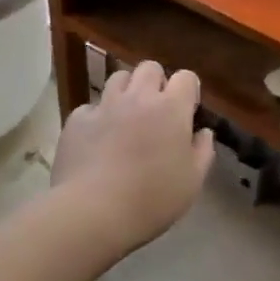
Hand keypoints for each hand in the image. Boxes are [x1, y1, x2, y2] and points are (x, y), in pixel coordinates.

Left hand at [53, 60, 214, 250]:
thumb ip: (203, 151)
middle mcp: (138, 97)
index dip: (188, 90)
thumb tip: (203, 132)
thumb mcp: (192, 182)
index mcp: (171, 108)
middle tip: (156, 110)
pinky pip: (90, 107)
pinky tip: (97, 139)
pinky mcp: (76, 120)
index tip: (187, 111)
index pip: (186, 77)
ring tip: (126, 117)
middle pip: (150, 68)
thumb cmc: (152, 199)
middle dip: (156, 82)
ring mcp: (105, 105)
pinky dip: (97, 117)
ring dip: (127, 92)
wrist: (92, 212)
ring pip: (118, 78)